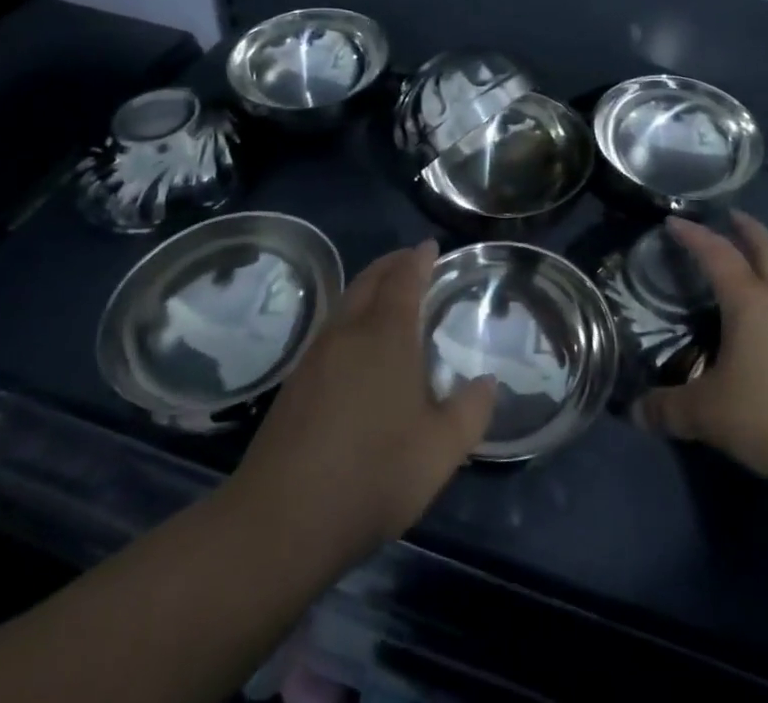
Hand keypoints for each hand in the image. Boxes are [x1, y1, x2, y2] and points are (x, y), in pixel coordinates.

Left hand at [232, 240, 494, 568]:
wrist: (279, 522)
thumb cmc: (371, 476)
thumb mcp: (440, 451)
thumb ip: (470, 413)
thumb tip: (487, 383)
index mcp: (386, 335)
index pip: (404, 279)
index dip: (419, 259)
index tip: (430, 246)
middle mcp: (348, 333)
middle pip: (370, 280)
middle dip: (391, 264)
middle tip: (411, 260)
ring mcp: (315, 357)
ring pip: (346, 303)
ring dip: (369, 289)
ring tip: (388, 297)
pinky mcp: (295, 384)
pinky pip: (331, 330)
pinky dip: (352, 318)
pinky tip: (358, 348)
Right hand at [635, 213, 767, 495]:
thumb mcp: (711, 415)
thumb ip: (671, 409)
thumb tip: (636, 411)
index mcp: (751, 301)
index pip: (718, 255)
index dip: (695, 236)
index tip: (675, 222)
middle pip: (767, 249)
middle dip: (748, 229)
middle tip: (732, 217)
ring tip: (764, 256)